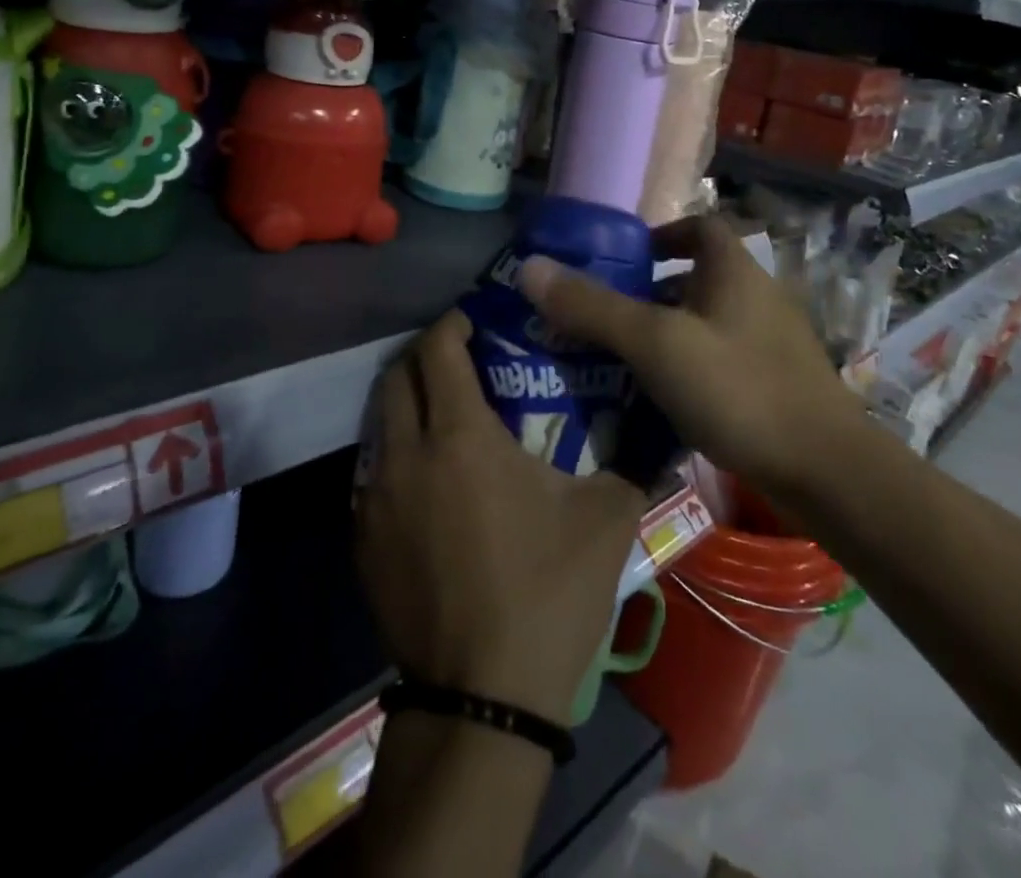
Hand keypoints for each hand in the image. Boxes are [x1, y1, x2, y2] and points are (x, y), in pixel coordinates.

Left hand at [356, 310, 646, 726]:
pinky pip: (373, 472)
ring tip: (445, 417)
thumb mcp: (606, 520)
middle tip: (461, 362)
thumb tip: (657, 422)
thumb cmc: (546, 594)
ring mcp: (375, 497)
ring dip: (408, 403)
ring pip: (380, 422)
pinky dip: (396, 454)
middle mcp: (406, 453)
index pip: (439, 348)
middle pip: (398, 375)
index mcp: (459, 435)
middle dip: (426, 355)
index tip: (477, 321)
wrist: (482, 699)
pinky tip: (429, 482)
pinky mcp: (362, 538)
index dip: (455, 323)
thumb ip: (632, 459)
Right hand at [518, 215, 861, 492]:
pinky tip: (657, 400)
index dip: (660, 234)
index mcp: (734, 271)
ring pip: (704, 323)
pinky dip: (685, 368)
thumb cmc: (738, 388)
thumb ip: (593, 307)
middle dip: (648, 292)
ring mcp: (769, 343)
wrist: (828, 473)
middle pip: (695, 278)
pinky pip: (717, 360)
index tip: (621, 260)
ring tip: (617, 359)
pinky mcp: (774, 385)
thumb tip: (530, 267)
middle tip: (602, 315)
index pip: (699, 227)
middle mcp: (756, 297)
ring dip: (664, 333)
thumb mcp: (655, 344)